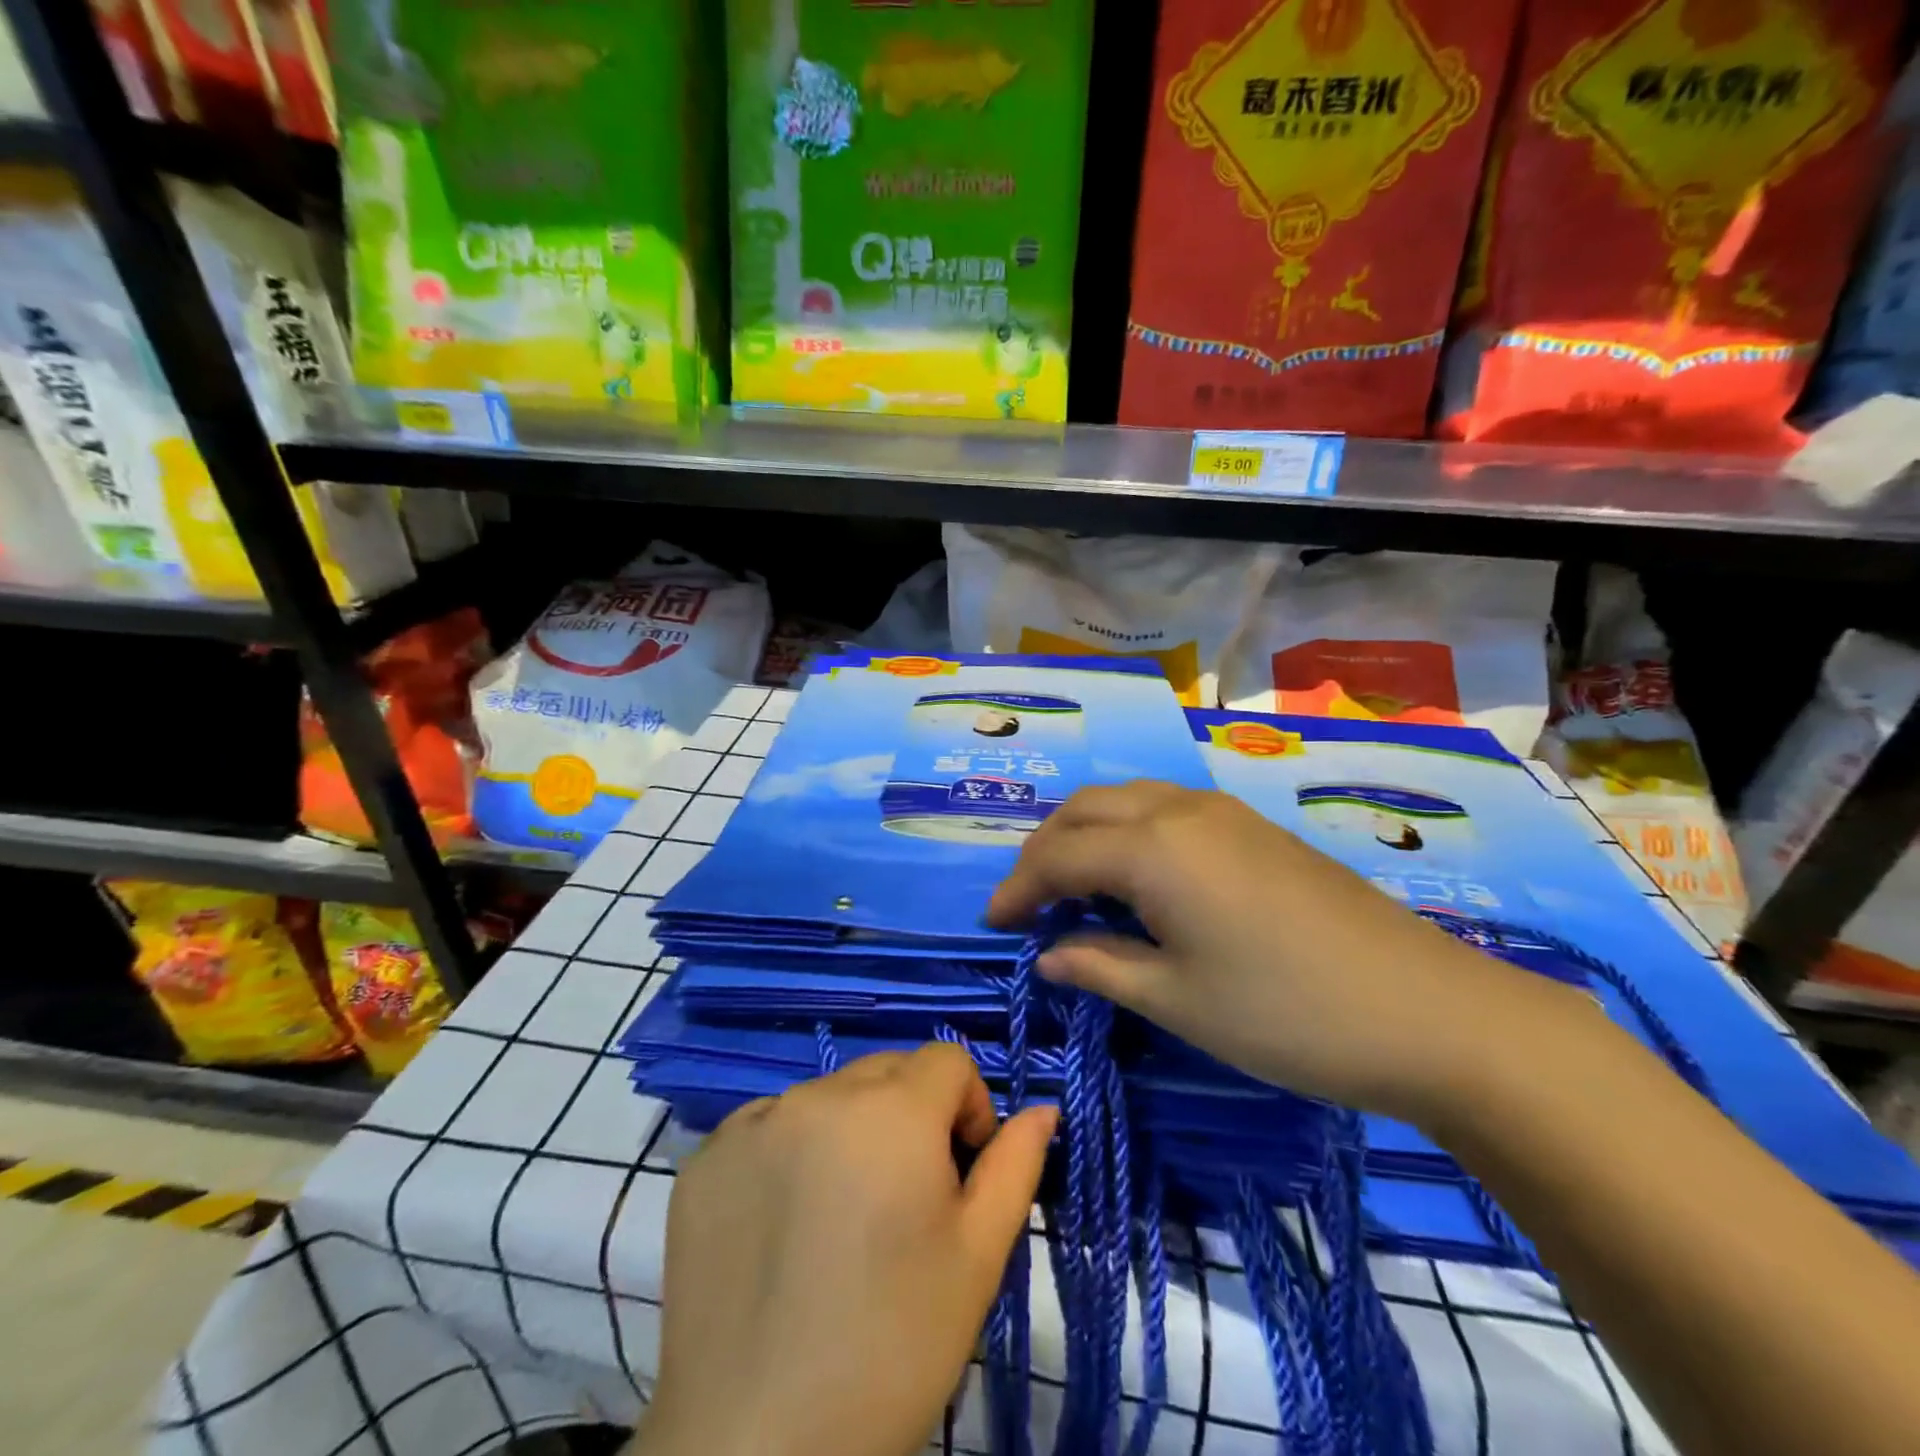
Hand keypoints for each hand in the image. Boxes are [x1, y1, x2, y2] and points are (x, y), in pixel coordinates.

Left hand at [638, 1044, 1058, 1455]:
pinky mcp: (706, 1157)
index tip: (960, 1171)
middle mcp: (819, 1094)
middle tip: (904, 1202)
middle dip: (911, 1116)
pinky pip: (769, 1126)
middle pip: (887, 1071)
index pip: (947, 1061)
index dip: (968, 1108)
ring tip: (842, 1219)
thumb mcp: (977, 1259)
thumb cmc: (891, 1348)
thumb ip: (1015, 1167)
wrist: (756, 1450)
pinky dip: (789, 1153)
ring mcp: (754, 1122)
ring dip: (850, 1132)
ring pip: (828, 1096)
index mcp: (892, 1110)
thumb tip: (1043, 1109)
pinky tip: (785, 1225)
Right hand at [986, 782, 1587, 1120]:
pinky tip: (1135, 877)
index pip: (1058, 855)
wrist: (1428, 1011)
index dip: (1017, 888)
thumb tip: (1048, 954)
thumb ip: (1101, 967)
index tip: (991, 923)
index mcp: (1152, 848)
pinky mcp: (1253, 826)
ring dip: (1085, 834)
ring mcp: (1223, 811)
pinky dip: (1127, 832)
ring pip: (1126, 800)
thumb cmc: (1287, 1014)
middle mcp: (1180, 810)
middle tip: (1026, 900)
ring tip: (1071, 885)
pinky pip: (1164, 809)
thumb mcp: (1177, 1000)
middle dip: (1044, 850)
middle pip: (1085, 810)